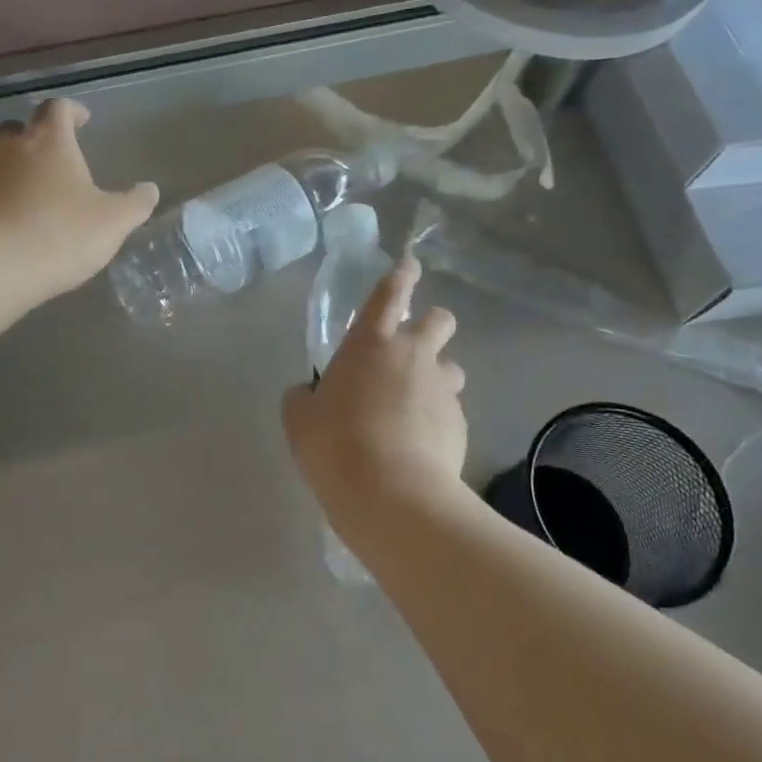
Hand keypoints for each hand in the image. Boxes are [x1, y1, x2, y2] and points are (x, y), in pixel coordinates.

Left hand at [0, 99, 158, 303]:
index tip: (82, 120)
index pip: (58, 109)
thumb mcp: (112, 222)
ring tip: (31, 195)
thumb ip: (134, 204)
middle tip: (53, 159)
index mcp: (49, 141)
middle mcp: (8, 148)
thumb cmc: (59, 234)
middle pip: (18, 129)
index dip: (72, 111)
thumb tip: (149, 190)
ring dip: (12, 170)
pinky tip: (7, 224)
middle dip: (35, 138)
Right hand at [283, 256, 467, 531]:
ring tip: (415, 406)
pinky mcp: (460, 424)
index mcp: (370, 343)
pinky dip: (438, 420)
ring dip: (436, 377)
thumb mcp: (300, 419)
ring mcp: (442, 389)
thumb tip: (311, 394)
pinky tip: (420, 447)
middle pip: (439, 320)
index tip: (409, 265)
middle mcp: (412, 356)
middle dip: (432, 324)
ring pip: (451, 368)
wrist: (392, 495)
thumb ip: (305, 397)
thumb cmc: (335, 445)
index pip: (390, 293)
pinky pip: (451, 411)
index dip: (401, 274)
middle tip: (413, 347)